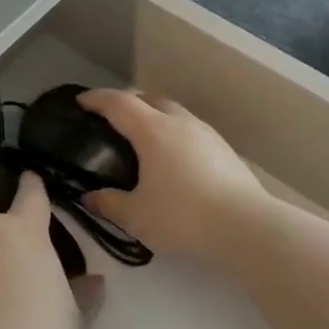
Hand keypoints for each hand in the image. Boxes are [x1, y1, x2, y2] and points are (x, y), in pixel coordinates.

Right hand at [79, 90, 267, 267]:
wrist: (247, 229)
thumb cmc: (183, 217)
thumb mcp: (135, 216)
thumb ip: (108, 203)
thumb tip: (89, 196)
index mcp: (152, 131)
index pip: (118, 103)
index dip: (97, 99)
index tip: (81, 101)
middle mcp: (180, 123)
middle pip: (149, 99)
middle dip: (128, 104)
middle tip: (112, 121)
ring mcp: (207, 134)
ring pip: (174, 113)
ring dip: (155, 117)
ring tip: (144, 140)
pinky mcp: (226, 150)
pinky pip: (191, 131)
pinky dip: (175, 135)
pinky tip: (174, 160)